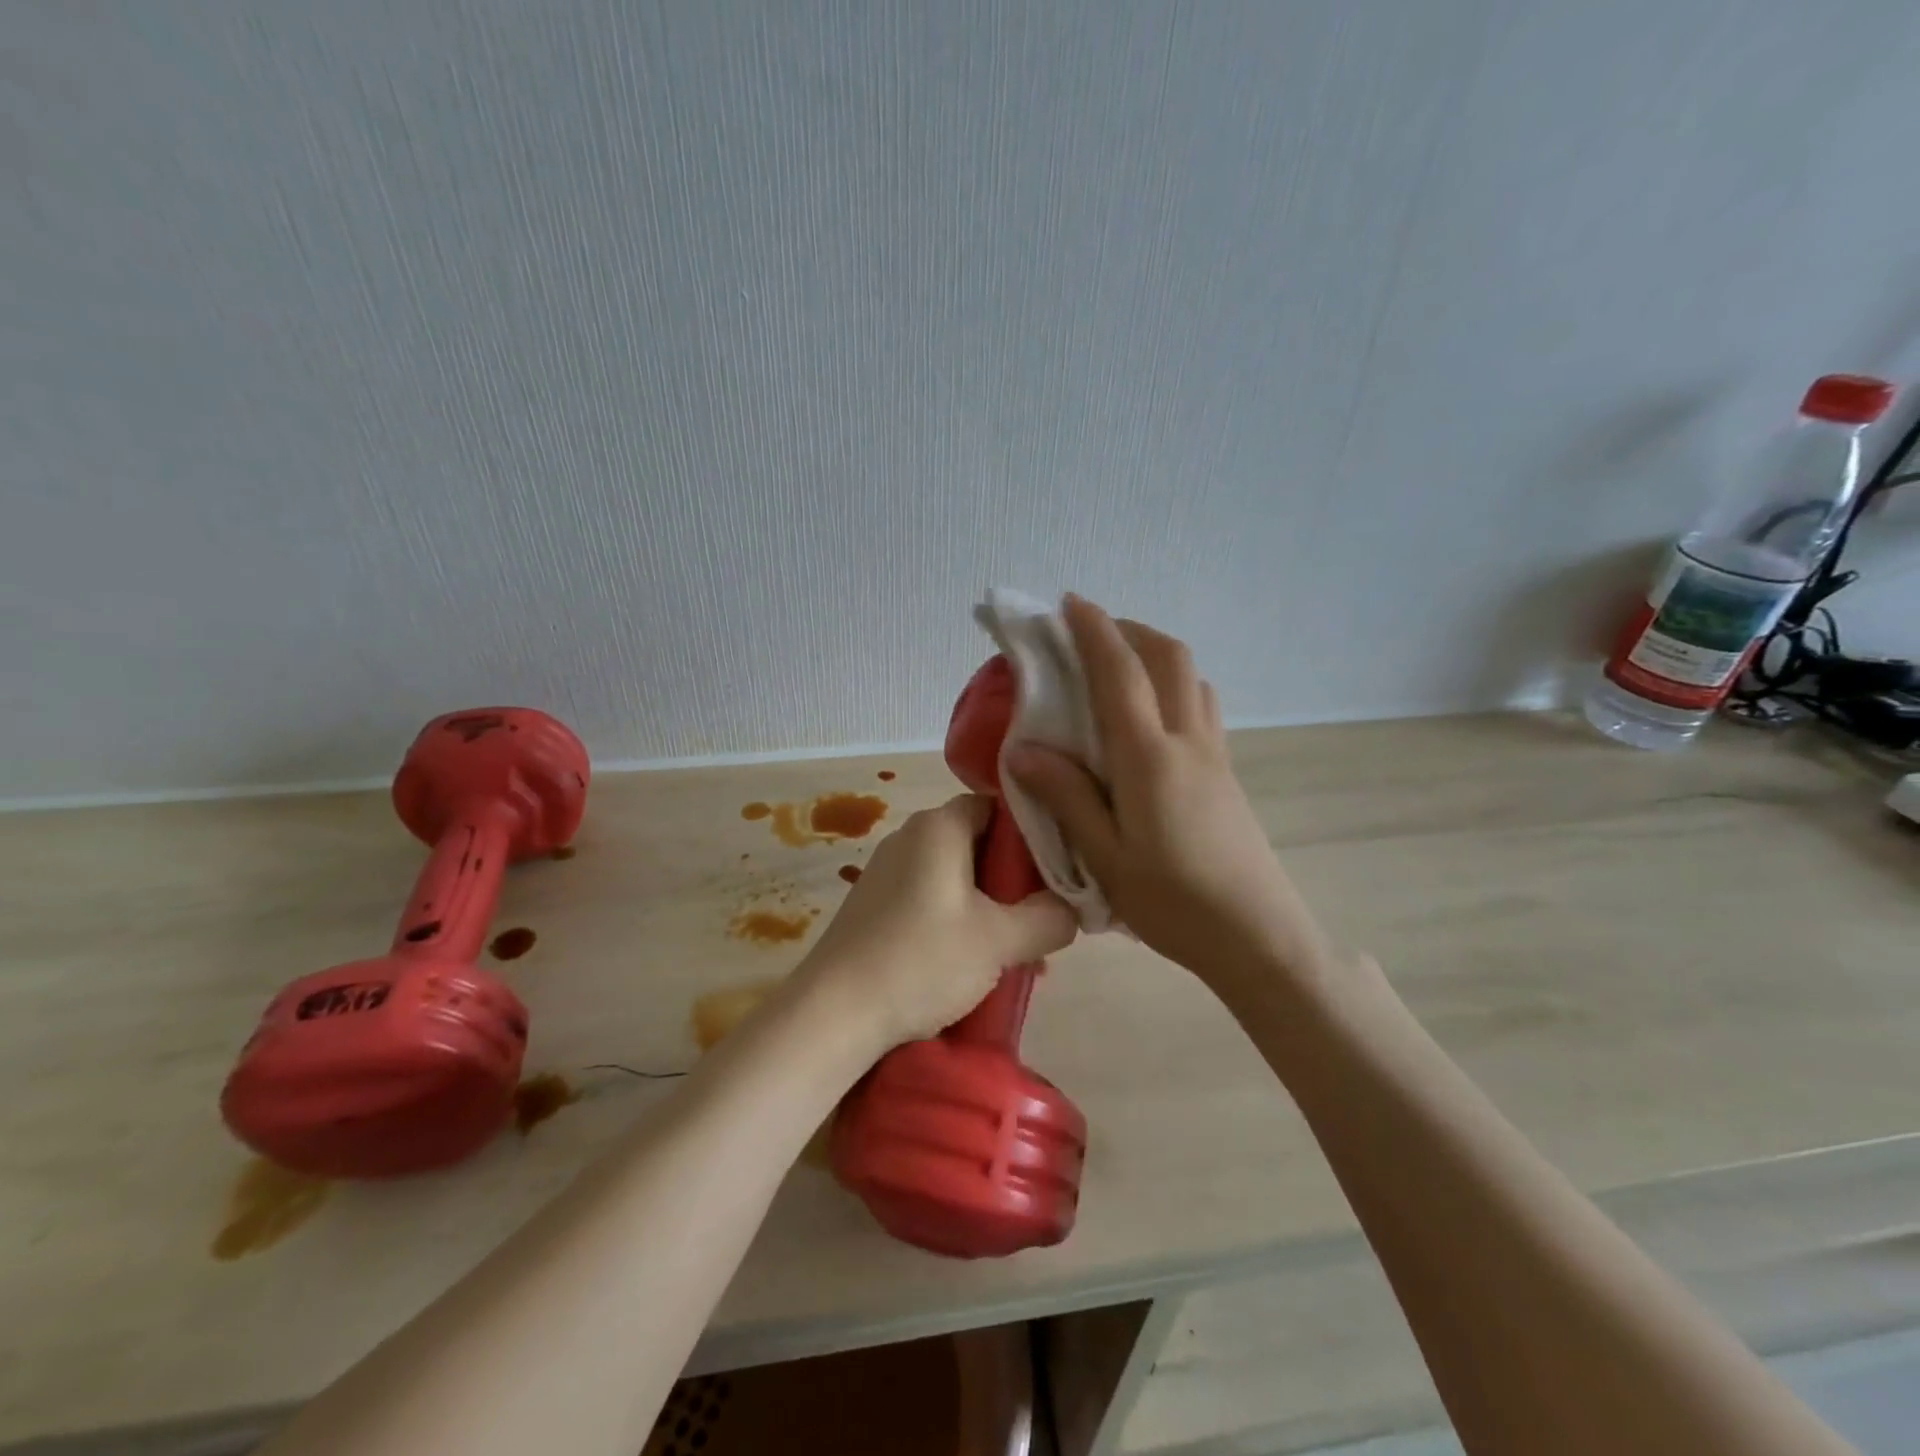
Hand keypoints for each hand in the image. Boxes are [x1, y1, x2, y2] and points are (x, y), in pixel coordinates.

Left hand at [795, 795, 1078, 1050]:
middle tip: (1041, 920)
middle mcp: (909, 837)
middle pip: (978, 844)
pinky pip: (930, 901)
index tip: (1056, 872)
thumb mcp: (1000, 941)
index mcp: (939, 826)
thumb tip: (1070, 909)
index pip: (997, 806)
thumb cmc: (922, 960)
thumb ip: (1049, 917)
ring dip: (989, 909)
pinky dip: (957, 923)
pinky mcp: (873, 906)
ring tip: (1015, 955)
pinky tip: (971, 966)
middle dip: (1014, 882)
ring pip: (956, 878)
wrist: (834, 1013)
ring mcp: (886, 872)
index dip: (1032, 834)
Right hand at [1008, 596, 1333, 991]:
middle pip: (1167, 657)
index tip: (1070, 603)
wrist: (1257, 936)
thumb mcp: (1106, 857)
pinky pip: (1202, 704)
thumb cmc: (1173, 902)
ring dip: (1155, 653)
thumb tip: (1024, 749)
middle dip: (1129, 629)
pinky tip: (1151, 713)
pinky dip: (1173, 683)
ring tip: (1119, 665)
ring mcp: (1214, 754)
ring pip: (1191, 677)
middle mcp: (1187, 741)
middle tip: (1091, 632)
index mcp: (1149, 758)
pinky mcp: (1226, 772)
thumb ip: (1067, 796)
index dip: (1095, 631)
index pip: (1120, 673)